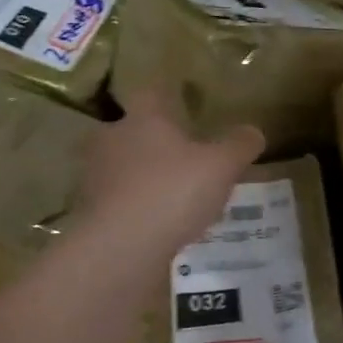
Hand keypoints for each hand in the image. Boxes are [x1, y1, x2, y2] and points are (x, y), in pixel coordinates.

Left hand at [78, 89, 262, 255]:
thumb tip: (254, 131)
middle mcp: (112, 139)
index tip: (182, 103)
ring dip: (142, 177)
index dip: (167, 95)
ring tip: (172, 195)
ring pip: (122, 167)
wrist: (118, 249)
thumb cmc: (172, 192)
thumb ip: (239, 146)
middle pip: (132, 130)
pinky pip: (116, 202)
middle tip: (181, 155)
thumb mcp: (221, 167)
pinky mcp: (89, 213)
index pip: (151, 93)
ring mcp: (95, 177)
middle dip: (153, 140)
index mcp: (143, 118)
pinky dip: (134, 209)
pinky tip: (156, 226)